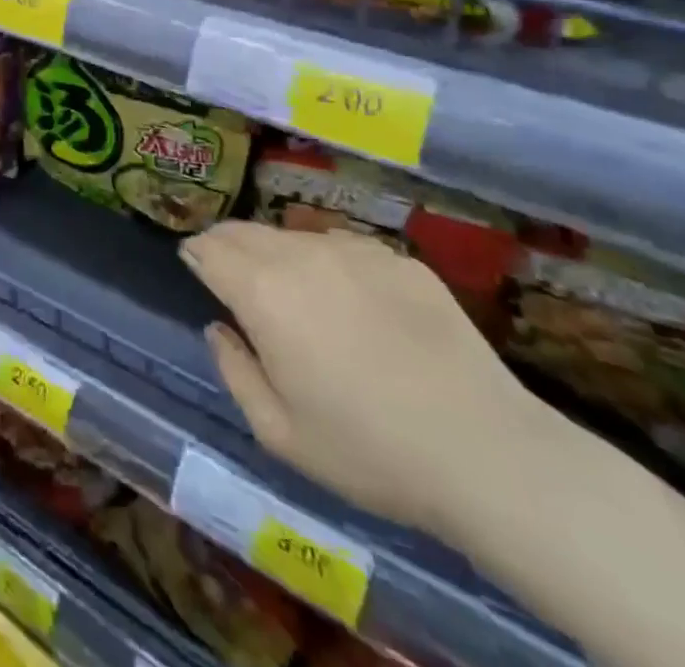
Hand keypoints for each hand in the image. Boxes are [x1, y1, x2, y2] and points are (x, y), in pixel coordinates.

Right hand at [182, 221, 543, 538]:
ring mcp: (354, 250)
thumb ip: (234, 370)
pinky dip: (328, 264)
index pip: (208, 247)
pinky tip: (353, 306)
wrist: (489, 453)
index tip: (196, 269)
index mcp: (263, 290)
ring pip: (293, 235)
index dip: (195, 255)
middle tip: (231, 276)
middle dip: (227, 246)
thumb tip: (220, 328)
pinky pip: (343, 249)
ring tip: (295, 294)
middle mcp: (301, 254)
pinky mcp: (399, 259)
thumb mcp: (279, 432)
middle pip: (244, 230)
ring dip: (277, 254)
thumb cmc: (369, 450)